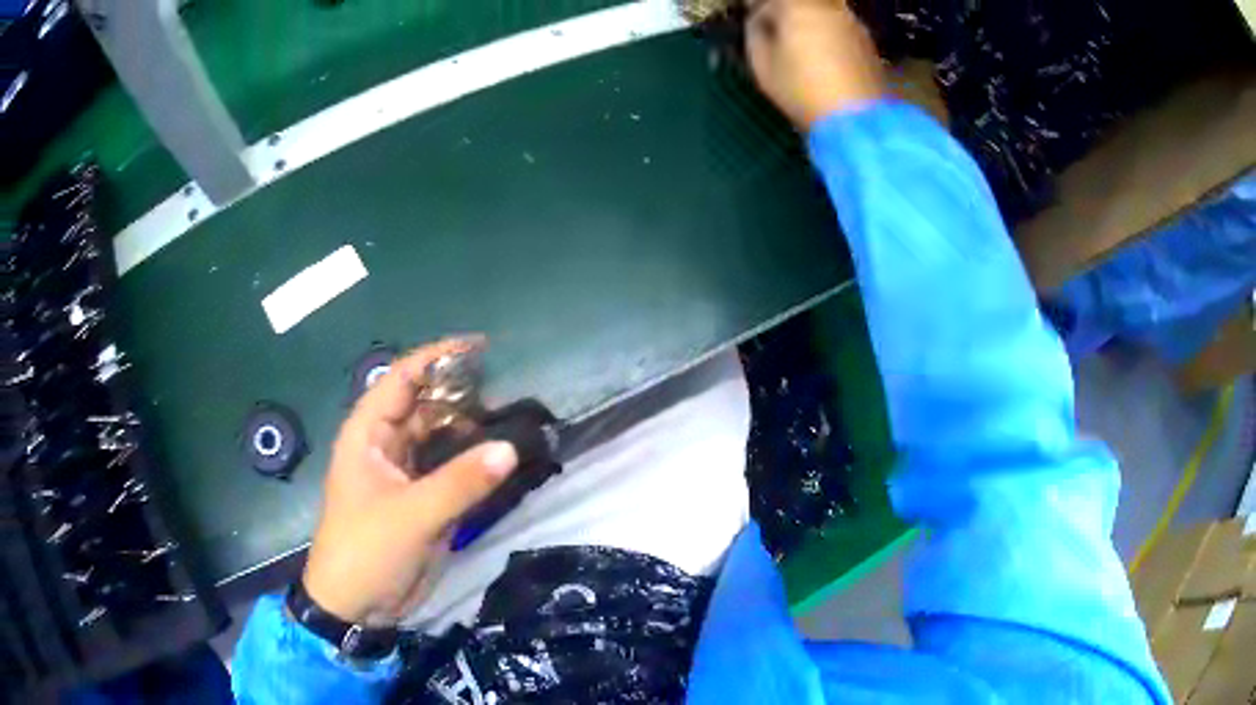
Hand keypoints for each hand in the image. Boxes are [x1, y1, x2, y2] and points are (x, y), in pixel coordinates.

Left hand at [302, 338, 518, 626]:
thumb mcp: (411, 515)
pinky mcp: (422, 500)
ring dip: (471, 428)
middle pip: (425, 405)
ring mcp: (405, 474)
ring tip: (512, 419)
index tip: (480, 346)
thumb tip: (510, 448)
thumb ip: (459, 482)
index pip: (402, 379)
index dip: (437, 357)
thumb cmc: (366, 550)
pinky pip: (451, 470)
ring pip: (440, 437)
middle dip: (460, 393)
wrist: (356, 605)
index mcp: (368, 434)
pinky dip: (473, 462)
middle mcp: (386, 445)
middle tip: (508, 389)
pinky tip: (501, 457)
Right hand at [744, 0, 886, 129]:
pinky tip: (825, 57)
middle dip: (786, 13)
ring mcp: (853, 23)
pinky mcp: (869, 43)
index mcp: (797, 6)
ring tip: (801, 46)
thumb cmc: (802, 90)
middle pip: (801, 3)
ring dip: (809, 22)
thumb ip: (755, 34)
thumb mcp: (762, 64)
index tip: (754, 28)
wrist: (857, 121)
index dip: (758, 12)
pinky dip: (829, 34)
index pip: (769, 1)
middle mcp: (828, 7)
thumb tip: (760, 23)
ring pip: (824, 12)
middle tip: (776, 33)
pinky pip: (841, 27)